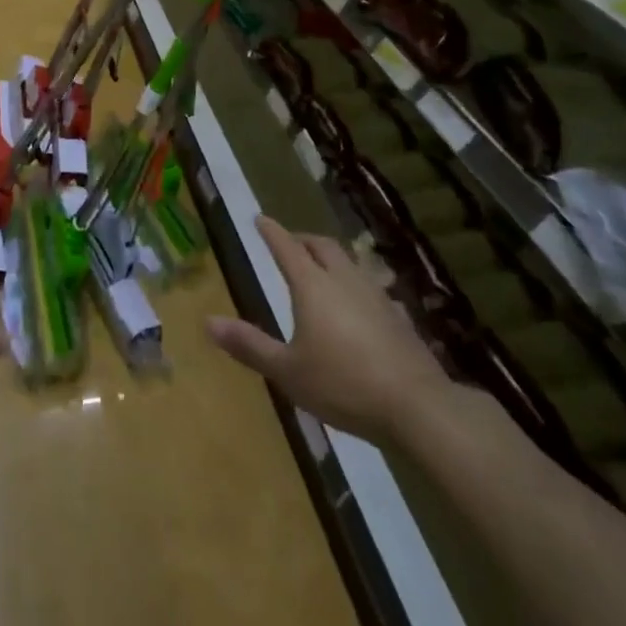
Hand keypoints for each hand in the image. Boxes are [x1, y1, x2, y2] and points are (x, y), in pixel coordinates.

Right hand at [207, 216, 458, 443]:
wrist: (417, 406)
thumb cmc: (343, 384)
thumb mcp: (288, 371)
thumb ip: (249, 345)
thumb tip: (208, 321)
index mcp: (312, 285)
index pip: (286, 246)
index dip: (271, 231)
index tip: (259, 218)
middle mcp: (343, 279)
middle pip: (321, 246)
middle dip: (302, 240)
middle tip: (290, 244)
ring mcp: (375, 294)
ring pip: (349, 261)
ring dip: (331, 258)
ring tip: (322, 269)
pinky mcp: (398, 316)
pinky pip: (370, 286)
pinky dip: (355, 284)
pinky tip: (359, 304)